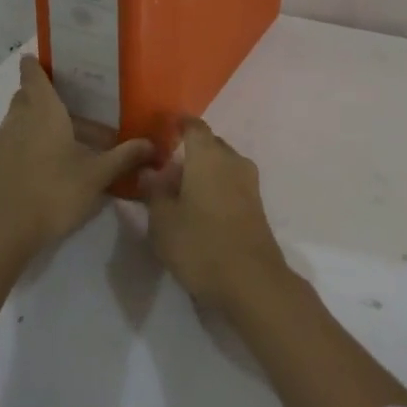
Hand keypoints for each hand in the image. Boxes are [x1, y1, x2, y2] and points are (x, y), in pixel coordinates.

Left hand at [0, 55, 151, 318]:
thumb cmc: (51, 193)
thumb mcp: (95, 177)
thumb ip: (123, 157)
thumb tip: (152, 144)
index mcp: (43, 112)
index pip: (33, 75)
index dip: (36, 64)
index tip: (42, 58)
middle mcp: (18, 121)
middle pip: (26, 97)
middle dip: (43, 96)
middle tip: (70, 104)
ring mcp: (0, 144)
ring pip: (18, 122)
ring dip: (37, 124)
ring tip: (65, 140)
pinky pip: (12, 145)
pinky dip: (27, 146)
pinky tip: (47, 168)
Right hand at [139, 118, 289, 312]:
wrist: (252, 282)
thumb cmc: (200, 244)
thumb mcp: (163, 221)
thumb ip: (154, 191)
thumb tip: (150, 171)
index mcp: (208, 155)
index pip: (193, 126)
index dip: (178, 125)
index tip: (163, 130)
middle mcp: (232, 160)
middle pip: (209, 145)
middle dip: (189, 152)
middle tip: (165, 169)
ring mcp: (249, 182)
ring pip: (222, 165)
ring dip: (203, 171)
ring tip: (180, 192)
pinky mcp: (256, 205)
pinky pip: (231, 183)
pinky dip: (216, 187)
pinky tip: (199, 208)